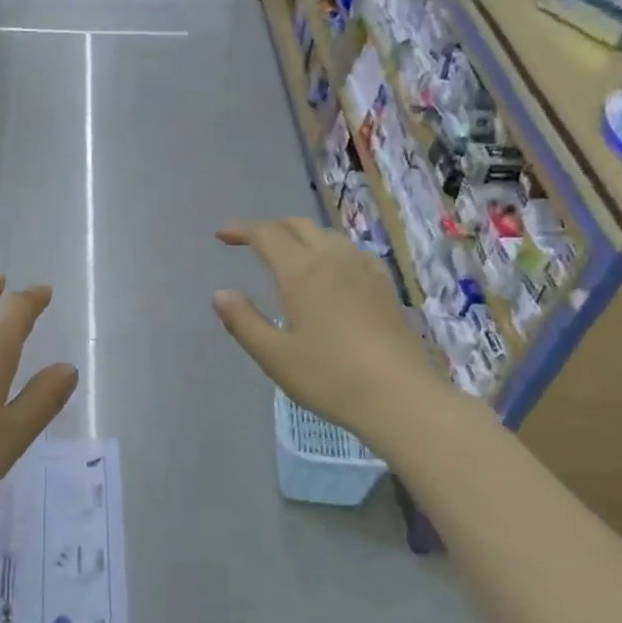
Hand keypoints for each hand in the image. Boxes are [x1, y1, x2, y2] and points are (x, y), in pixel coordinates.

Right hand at [214, 218, 442, 450]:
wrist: (400, 396)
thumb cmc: (330, 377)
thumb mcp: (275, 356)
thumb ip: (244, 322)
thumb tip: (221, 294)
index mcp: (302, 271)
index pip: (267, 235)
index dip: (242, 230)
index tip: (223, 235)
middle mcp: (334, 259)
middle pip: (299, 226)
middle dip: (271, 228)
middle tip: (250, 243)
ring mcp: (365, 269)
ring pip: (327, 236)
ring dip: (300, 236)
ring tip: (286, 256)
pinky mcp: (384, 285)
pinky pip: (349, 251)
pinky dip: (327, 250)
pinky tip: (328, 273)